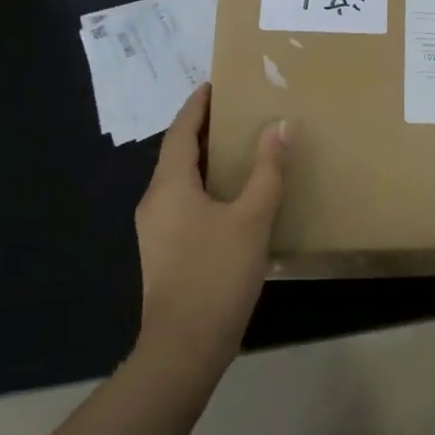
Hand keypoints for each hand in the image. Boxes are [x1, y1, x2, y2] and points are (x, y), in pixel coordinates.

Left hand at [133, 84, 286, 380]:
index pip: (180, 131)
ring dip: (206, 160)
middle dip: (205, 130)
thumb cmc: (216, 275)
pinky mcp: (164, 253)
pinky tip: (232, 198)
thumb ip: (267, 171)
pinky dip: (206, 187)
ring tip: (240, 149)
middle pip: (178, 153)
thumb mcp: (252, 219)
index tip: (215, 85)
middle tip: (238, 113)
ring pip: (181, 180)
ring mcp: (156, 230)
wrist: (183, 349)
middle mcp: (155, 202)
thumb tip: (279, 126)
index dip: (197, 106)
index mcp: (169, 186)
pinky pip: (184, 203)